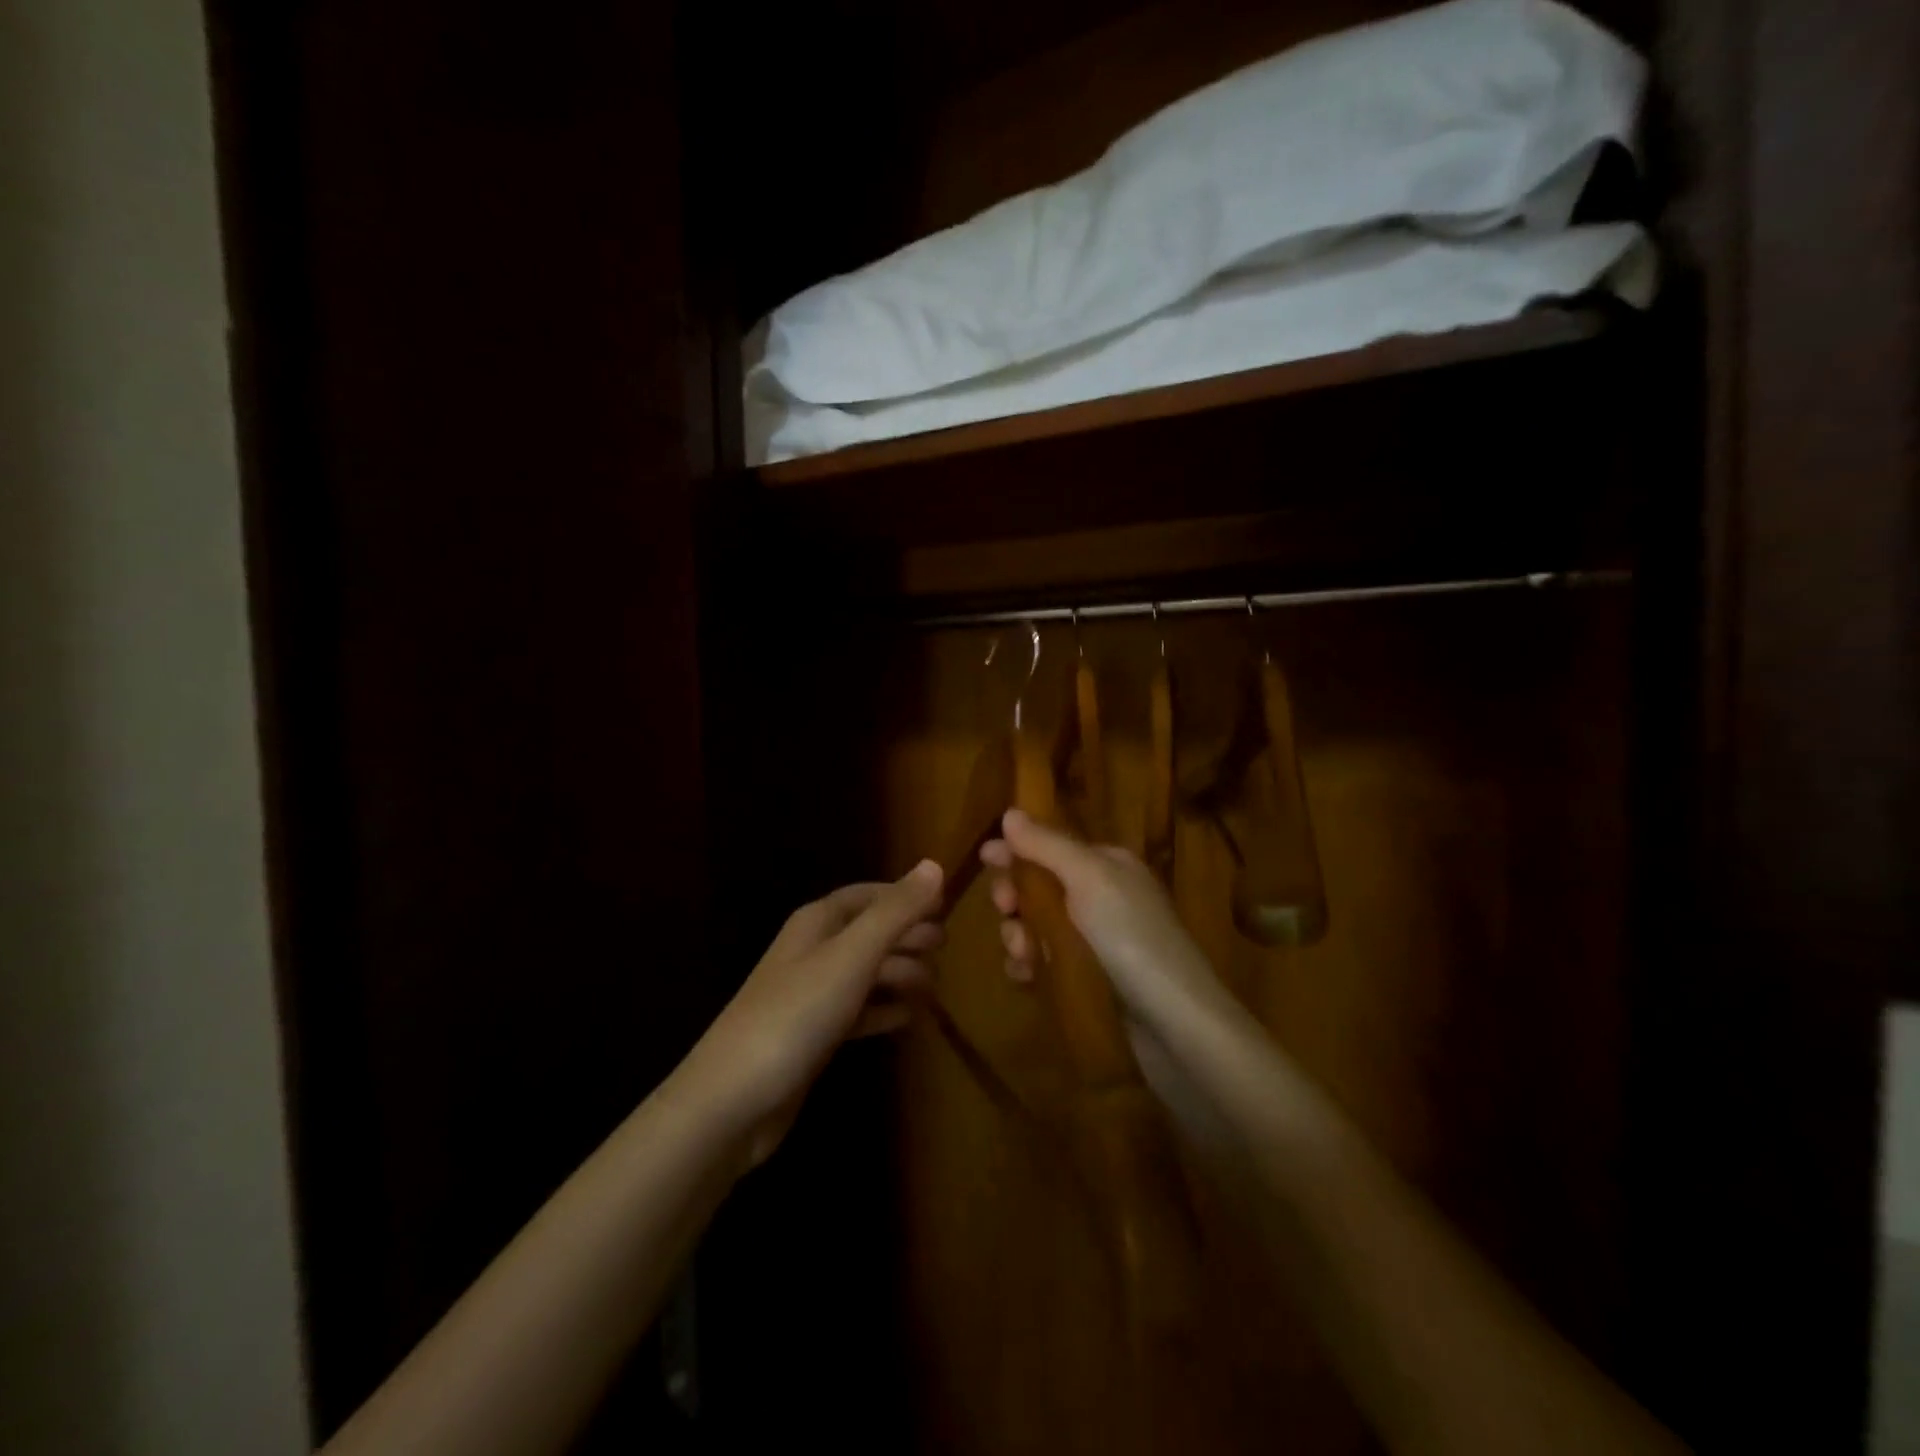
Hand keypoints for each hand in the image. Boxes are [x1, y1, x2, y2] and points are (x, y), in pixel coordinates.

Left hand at [683, 861, 944, 1167]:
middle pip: (869, 932)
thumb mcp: (851, 956)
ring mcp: (811, 995)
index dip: (905, 897)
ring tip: (933, 989)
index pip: (868, 895)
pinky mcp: (813, 1035)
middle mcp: (813, 950)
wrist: (733, 1100)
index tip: (945, 909)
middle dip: (907, 936)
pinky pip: (858, 1011)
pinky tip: (908, 1019)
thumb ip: (895, 912)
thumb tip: (934, 865)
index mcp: (817, 922)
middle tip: (944, 950)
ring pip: (866, 972)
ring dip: (900, 974)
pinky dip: (883, 1010)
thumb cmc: (796, 1014)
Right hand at [981, 811, 1254, 1143]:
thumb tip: (1010, 813)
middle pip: (1041, 886)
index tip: (984, 857)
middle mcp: (1103, 898)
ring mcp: (1098, 942)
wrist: (1175, 1023)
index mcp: (1108, 866)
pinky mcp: (1091, 981)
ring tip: (1021, 953)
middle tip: (1005, 909)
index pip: (1053, 846)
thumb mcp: (1090, 878)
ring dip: (1018, 934)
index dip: (1019, 849)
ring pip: (1038, 927)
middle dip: (1015, 895)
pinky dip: (1029, 965)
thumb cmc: (1131, 937)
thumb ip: (1048, 845)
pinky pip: (1046, 963)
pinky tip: (1024, 976)